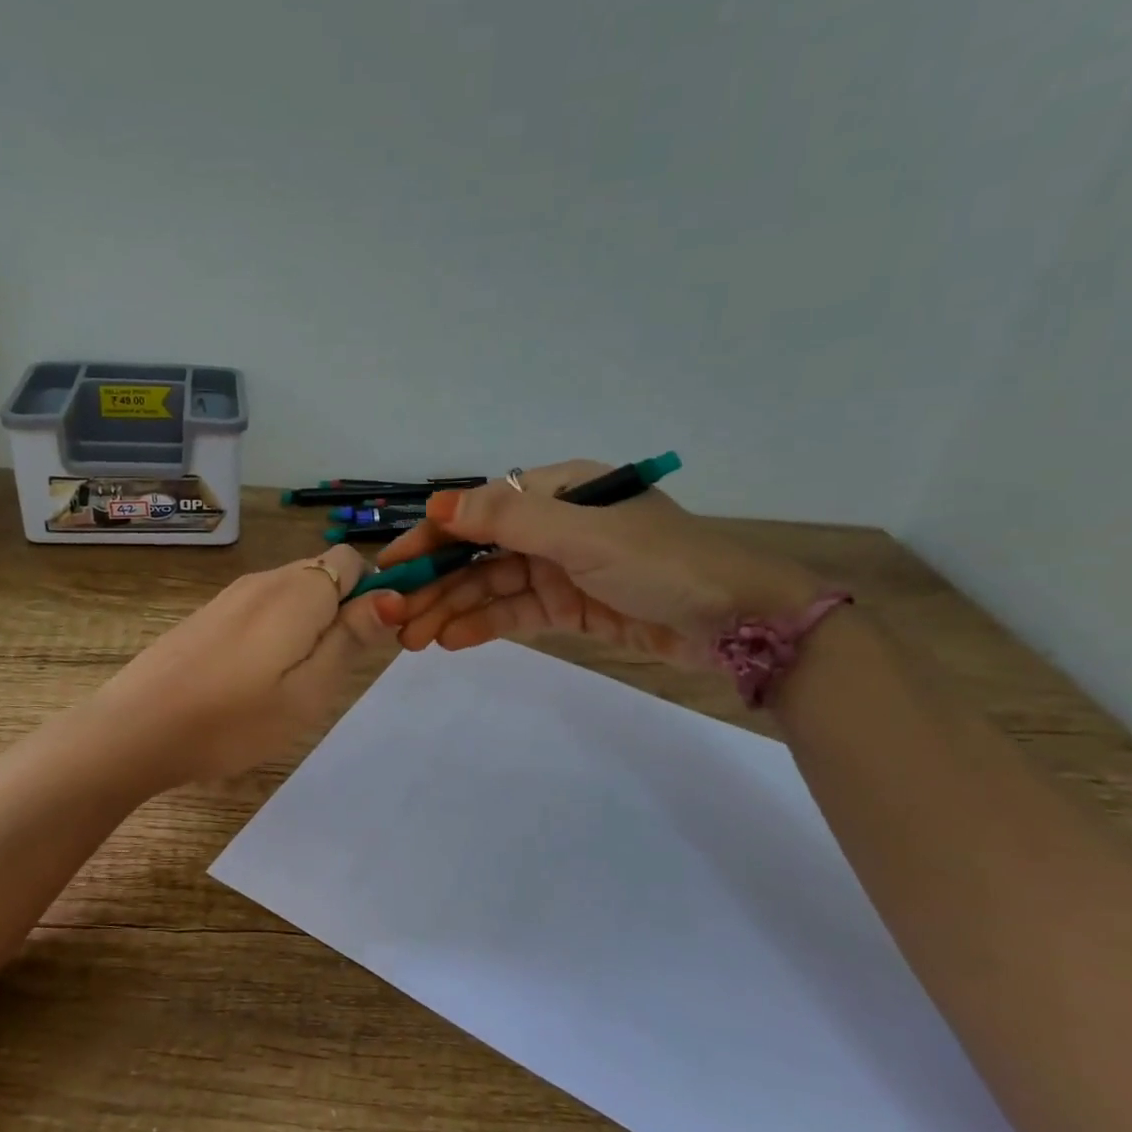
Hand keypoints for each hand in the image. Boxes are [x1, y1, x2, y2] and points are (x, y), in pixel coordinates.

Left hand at [88, 545, 400, 787]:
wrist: (135, 728)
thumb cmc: (233, 719)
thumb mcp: (309, 691)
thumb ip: (351, 638)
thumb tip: (390, 595)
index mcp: (297, 591)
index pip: (351, 560)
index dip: (371, 593)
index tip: (369, 643)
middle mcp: (264, 580)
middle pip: (320, 575)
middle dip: (339, 613)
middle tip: (328, 674)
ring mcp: (229, 597)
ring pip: (290, 595)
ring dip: (306, 627)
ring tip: (289, 685)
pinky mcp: (206, 616)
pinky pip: (259, 611)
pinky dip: (273, 634)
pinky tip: (252, 681)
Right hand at [377, 460, 821, 668]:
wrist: (739, 623)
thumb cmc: (661, 564)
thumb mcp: (583, 535)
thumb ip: (509, 521)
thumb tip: (436, 505)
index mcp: (556, 491)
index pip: (477, 512)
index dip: (432, 537)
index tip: (392, 565)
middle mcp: (552, 525)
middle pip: (479, 552)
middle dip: (437, 582)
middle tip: (395, 616)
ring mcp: (560, 567)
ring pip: (491, 586)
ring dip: (452, 608)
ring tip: (413, 638)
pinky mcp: (569, 605)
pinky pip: (515, 612)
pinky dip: (484, 624)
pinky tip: (452, 640)